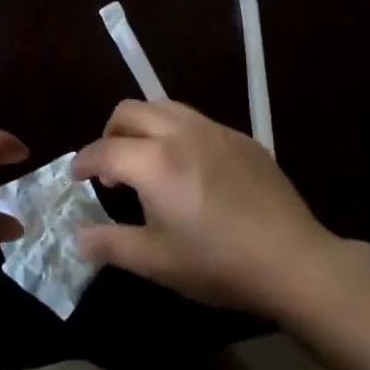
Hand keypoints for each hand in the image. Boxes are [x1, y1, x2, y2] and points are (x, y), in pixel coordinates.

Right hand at [72, 100, 336, 315]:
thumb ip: (111, 244)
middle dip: (110, 133)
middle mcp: (180, 133)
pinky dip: (176, 133)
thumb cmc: (218, 263)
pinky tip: (189, 168)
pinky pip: (196, 120)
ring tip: (147, 161)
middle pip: (130, 111)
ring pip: (164, 107)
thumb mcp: (156, 262)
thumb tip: (78, 238)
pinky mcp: (241, 137)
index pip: (104, 150)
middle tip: (111, 168)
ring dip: (143, 126)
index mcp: (154, 161)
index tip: (76, 175)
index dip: (83, 161)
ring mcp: (214, 130)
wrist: (293, 260)